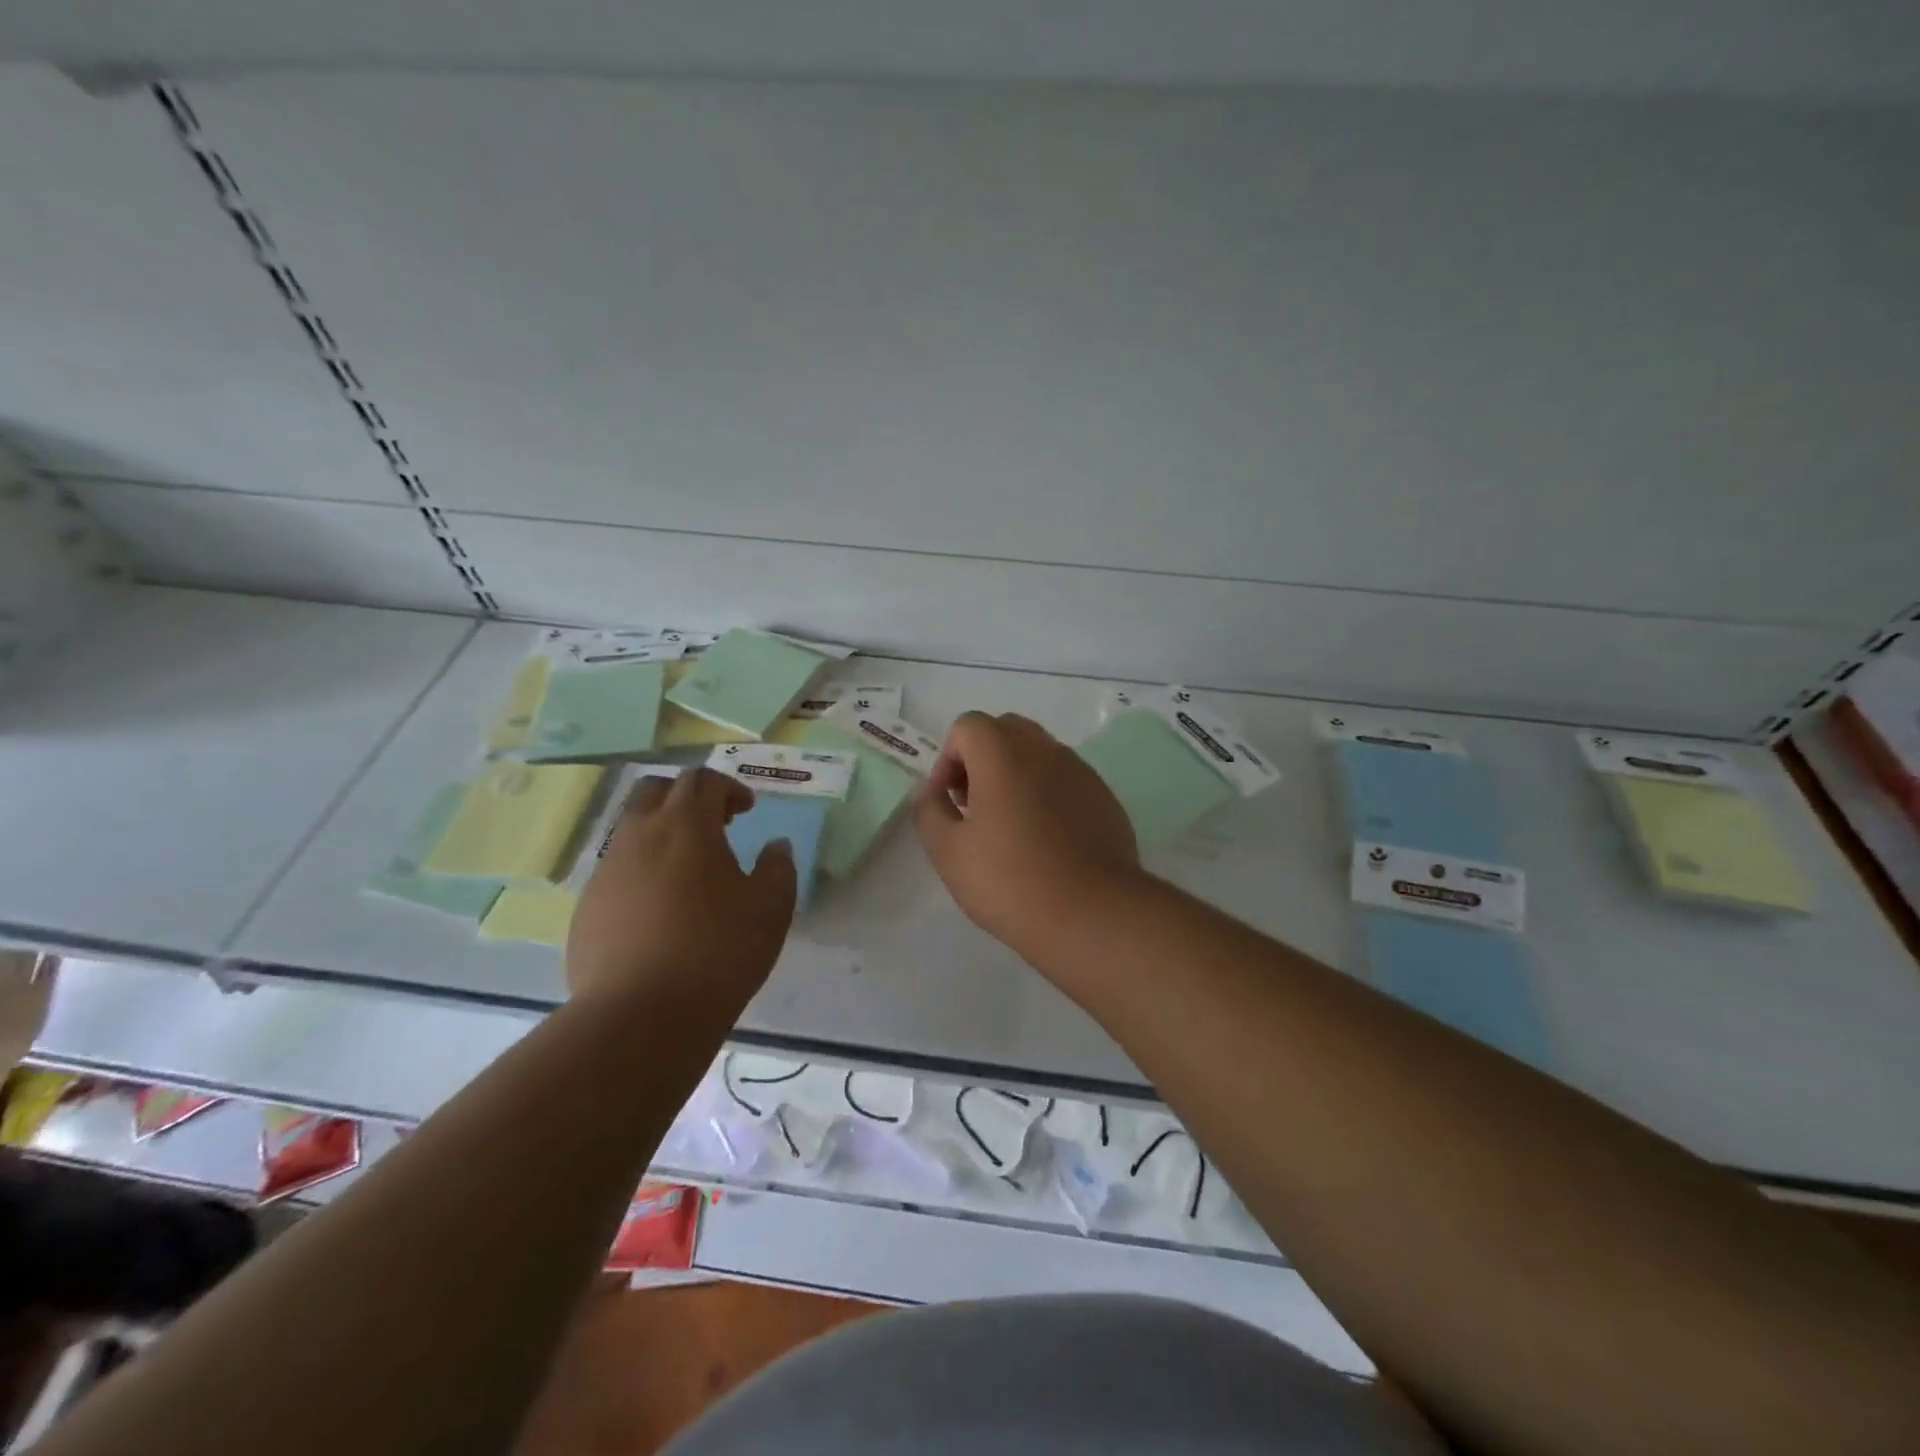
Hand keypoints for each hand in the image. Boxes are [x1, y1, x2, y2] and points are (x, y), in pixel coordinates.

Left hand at [568, 769, 795, 1014]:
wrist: (641, 1015)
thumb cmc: (718, 951)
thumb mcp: (771, 907)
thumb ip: (778, 867)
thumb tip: (775, 846)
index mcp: (686, 825)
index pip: (702, 781)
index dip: (728, 788)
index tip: (747, 811)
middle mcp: (639, 836)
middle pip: (655, 790)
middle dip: (685, 797)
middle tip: (713, 825)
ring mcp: (606, 871)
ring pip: (631, 831)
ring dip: (660, 835)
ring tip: (688, 872)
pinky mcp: (587, 908)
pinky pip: (616, 872)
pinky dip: (641, 873)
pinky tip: (660, 912)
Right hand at [914, 712, 1141, 956]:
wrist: (1092, 914)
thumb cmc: (1011, 881)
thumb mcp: (948, 852)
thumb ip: (929, 810)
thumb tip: (929, 789)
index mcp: (1003, 755)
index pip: (968, 726)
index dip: (948, 758)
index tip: (949, 801)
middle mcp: (1045, 751)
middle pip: (1006, 730)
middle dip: (982, 758)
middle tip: (974, 805)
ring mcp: (1080, 772)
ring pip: (1039, 752)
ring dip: (1015, 774)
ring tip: (1009, 826)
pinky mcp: (1104, 797)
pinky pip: (1066, 779)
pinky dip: (1047, 793)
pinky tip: (1046, 840)